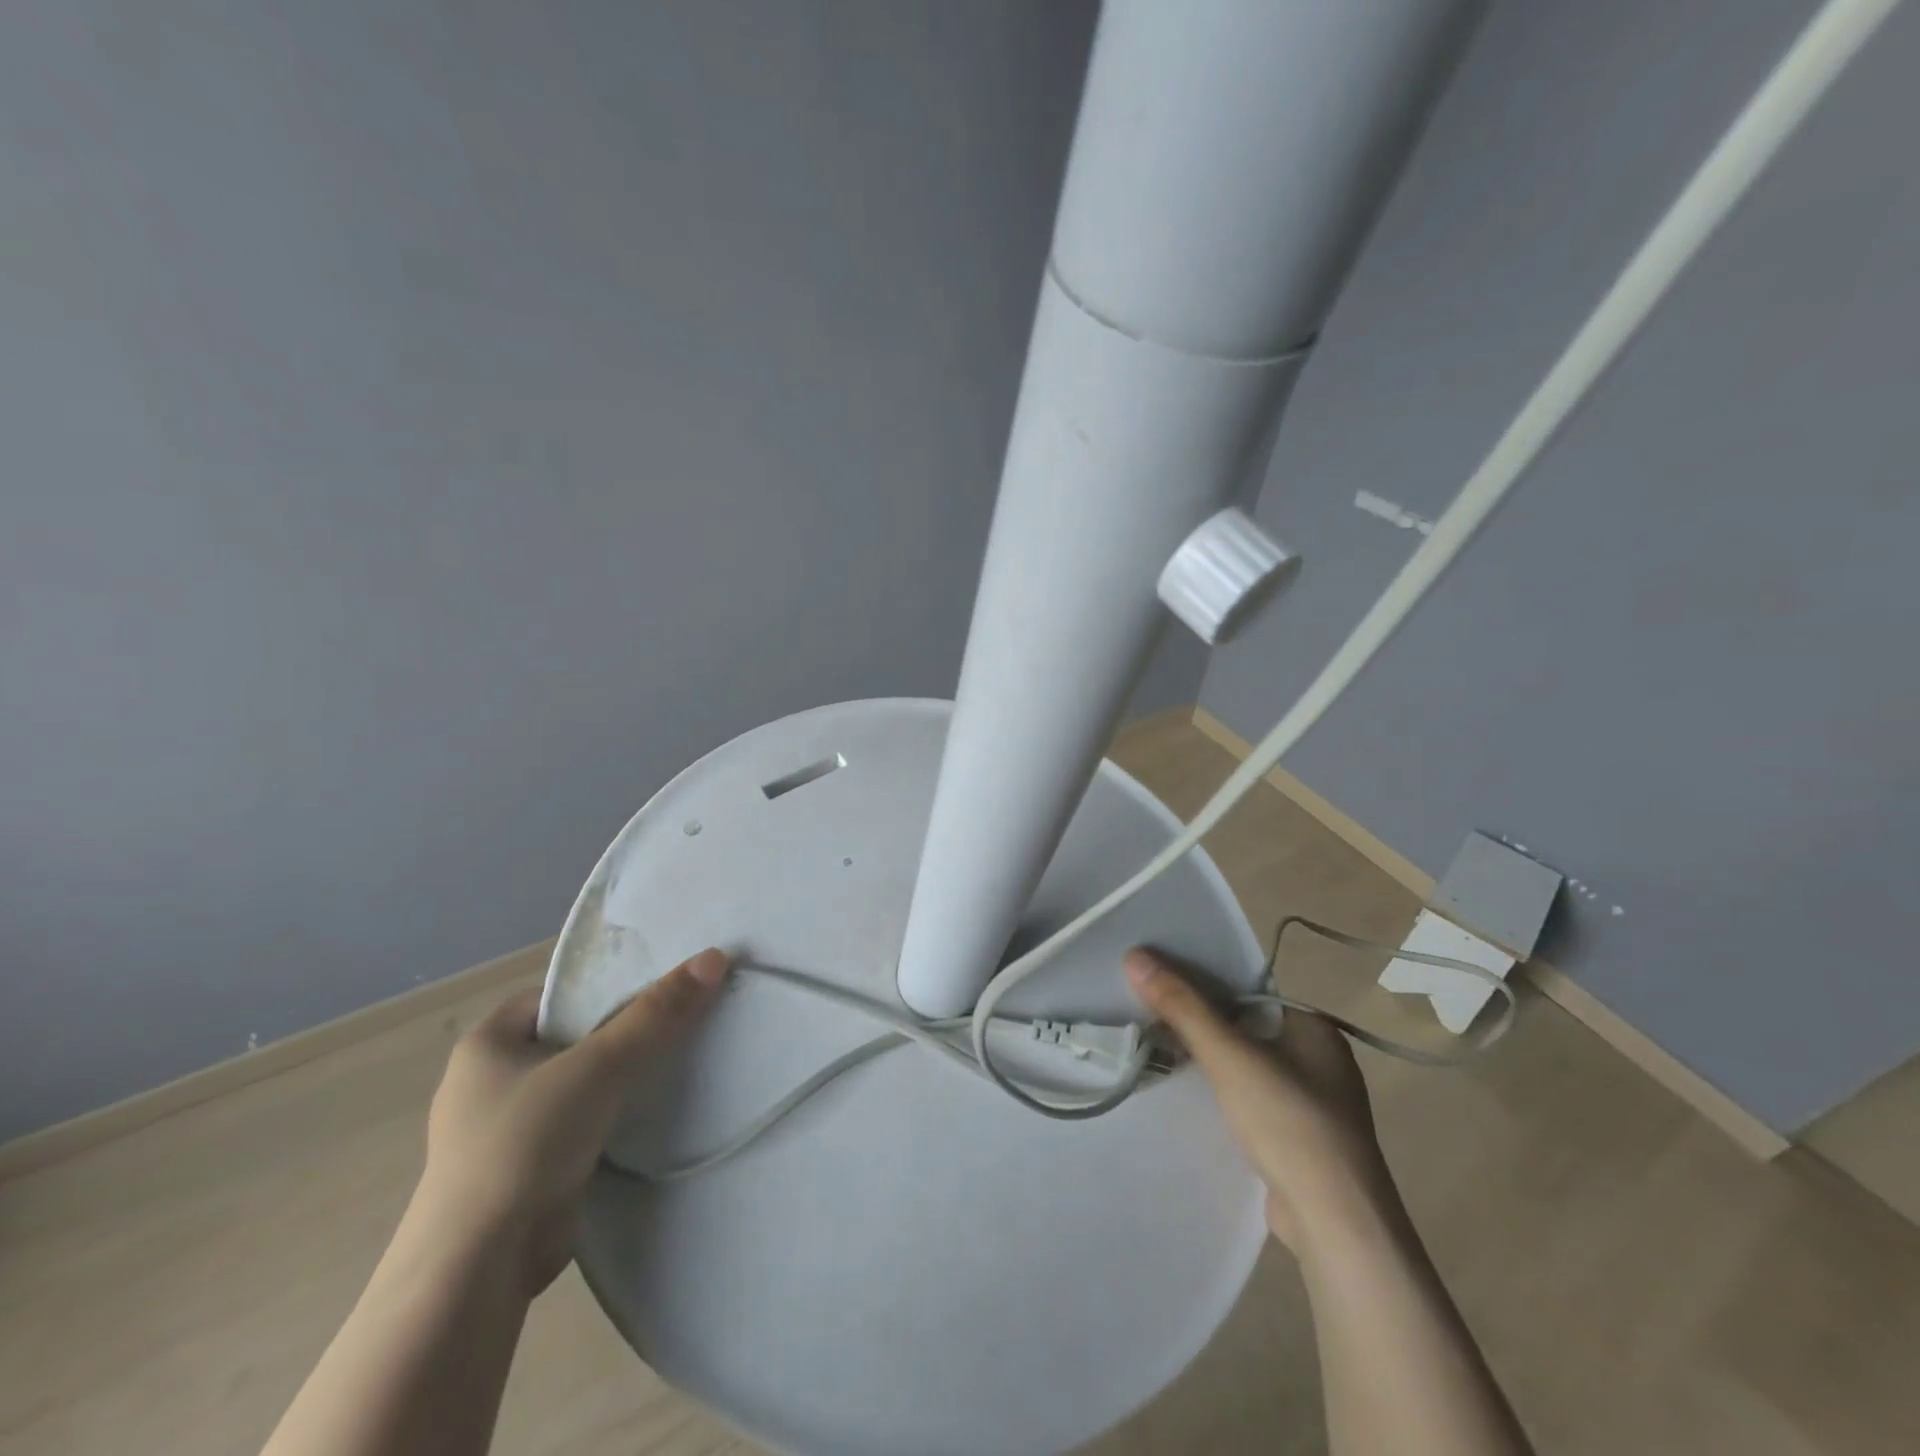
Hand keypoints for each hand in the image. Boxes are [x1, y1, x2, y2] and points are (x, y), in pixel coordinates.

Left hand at [416, 947, 729, 1293]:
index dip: (611, 987)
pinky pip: (579, 1121)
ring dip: (621, 1076)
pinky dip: (611, 1114)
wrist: (478, 1271)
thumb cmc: (525, 1144)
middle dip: (624, 1032)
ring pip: (580, 1081)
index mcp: (487, 1043)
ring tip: (676, 1061)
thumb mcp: (599, 1066)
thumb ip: (657, 1013)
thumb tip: (714, 957)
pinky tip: (649, 1111)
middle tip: (680, 1022)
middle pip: (575, 1036)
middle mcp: (489, 1080)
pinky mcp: (524, 1168)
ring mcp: (504, 1128)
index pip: (561, 995)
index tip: (662, 990)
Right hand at [1125, 946, 1391, 1250]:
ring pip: (1248, 1068)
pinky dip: (1225, 1098)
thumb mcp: (1229, 1056)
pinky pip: (1254, 1102)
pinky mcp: (1303, 1142)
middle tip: (1152, 1021)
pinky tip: (1195, 1102)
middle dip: (1202, 1028)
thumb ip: (1182, 1006)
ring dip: (1212, 1066)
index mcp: (1314, 1029)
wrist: (1336, 1225)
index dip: (1203, 988)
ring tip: (1163, 1056)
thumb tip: (1135, 956)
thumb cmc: (1289, 1123)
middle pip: (1246, 1029)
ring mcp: (1315, 1105)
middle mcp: (1321, 1061)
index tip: (1160, 989)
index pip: (1248, 993)